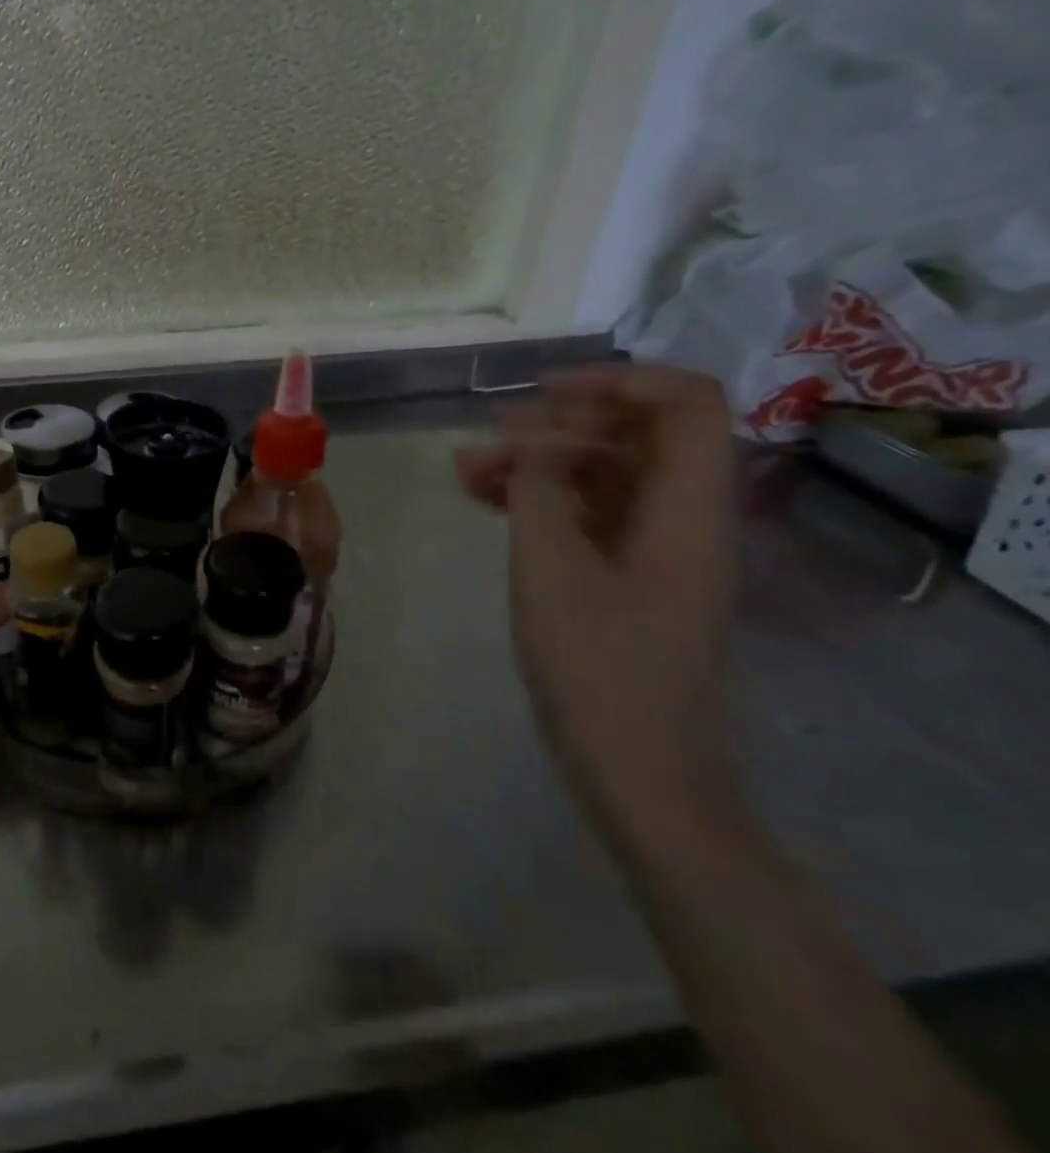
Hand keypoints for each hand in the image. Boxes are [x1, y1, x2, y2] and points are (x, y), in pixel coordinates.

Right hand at [455, 365, 741, 834]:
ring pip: (601, 474)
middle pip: (637, 434)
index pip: (684, 405)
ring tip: (465, 467)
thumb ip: (539, 490)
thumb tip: (532, 444)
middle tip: (492, 432)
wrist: (637, 771)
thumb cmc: (598, 668)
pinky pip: (585, 514)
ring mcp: (653, 549)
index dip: (618, 381)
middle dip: (560, 422)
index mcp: (687, 509)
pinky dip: (537, 498)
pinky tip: (480, 497)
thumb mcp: (551, 569)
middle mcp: (681, 518)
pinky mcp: (626, 577)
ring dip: (537, 461)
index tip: (543, 393)